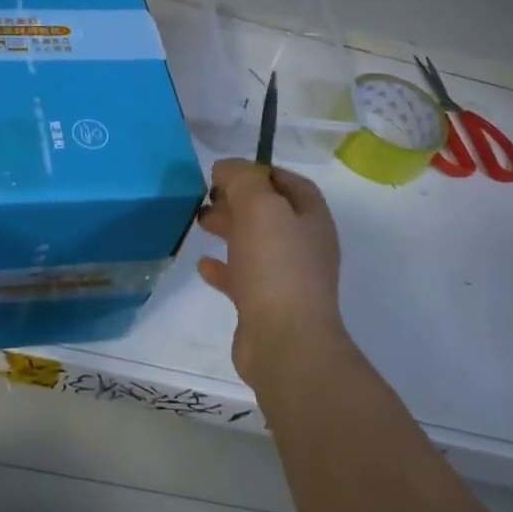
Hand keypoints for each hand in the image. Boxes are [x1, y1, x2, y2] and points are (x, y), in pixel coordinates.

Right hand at [197, 159, 344, 385]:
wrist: (285, 342)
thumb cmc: (276, 267)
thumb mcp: (259, 207)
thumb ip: (242, 179)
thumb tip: (226, 168)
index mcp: (312, 220)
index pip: (290, 183)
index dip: (261, 171)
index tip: (227, 171)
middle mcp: (304, 247)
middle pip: (270, 213)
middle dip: (238, 199)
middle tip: (207, 195)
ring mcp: (286, 279)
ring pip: (254, 243)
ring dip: (228, 229)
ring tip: (200, 222)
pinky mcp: (265, 306)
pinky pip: (242, 278)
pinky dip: (222, 267)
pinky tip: (203, 264)